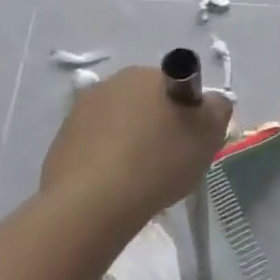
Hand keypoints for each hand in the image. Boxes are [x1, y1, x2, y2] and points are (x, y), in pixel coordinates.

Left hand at [40, 65, 232, 222]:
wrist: (92, 205)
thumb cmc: (158, 161)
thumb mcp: (209, 133)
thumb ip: (218, 108)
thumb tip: (209, 103)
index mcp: (147, 74)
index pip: (179, 85)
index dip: (189, 112)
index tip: (190, 139)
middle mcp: (112, 83)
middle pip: (148, 102)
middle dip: (160, 124)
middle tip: (171, 159)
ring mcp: (80, 111)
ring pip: (121, 123)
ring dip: (133, 141)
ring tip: (141, 177)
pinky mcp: (61, 142)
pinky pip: (97, 146)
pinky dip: (108, 160)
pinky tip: (116, 185)